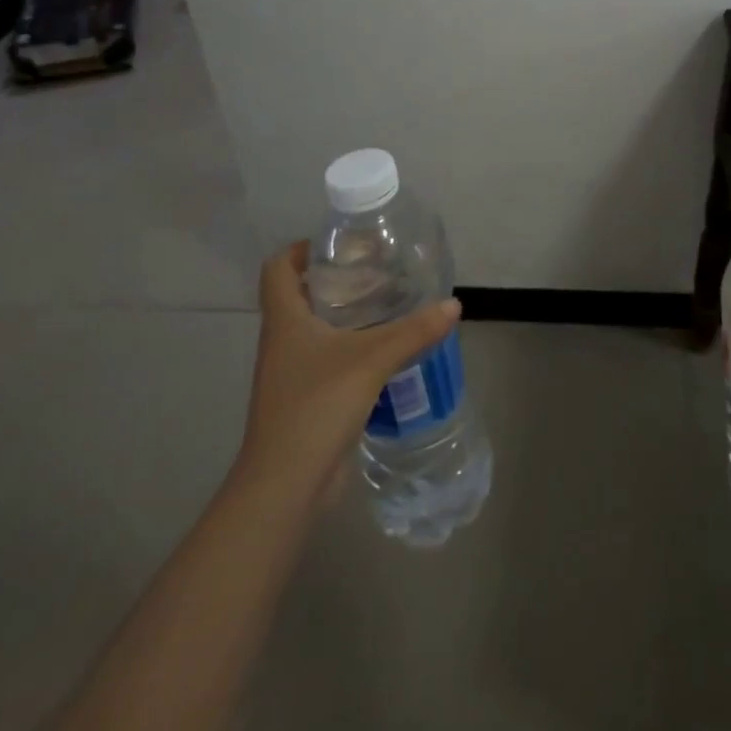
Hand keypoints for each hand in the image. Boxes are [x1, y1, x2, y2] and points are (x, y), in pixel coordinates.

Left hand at [235, 242, 459, 502]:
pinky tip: (385, 353)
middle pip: (299, 296)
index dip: (299, 250)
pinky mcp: (305, 401)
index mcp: (285, 322)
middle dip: (334, 280)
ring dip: (345, 316)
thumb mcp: (372, 361)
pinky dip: (351, 349)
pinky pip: (327, 361)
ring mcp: (291, 374)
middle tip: (375, 270)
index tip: (336, 244)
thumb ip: (414, 331)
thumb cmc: (316, 407)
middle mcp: (282, 342)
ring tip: (388, 306)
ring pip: (315, 331)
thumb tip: (453, 305)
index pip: (277, 269)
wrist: (285, 486)